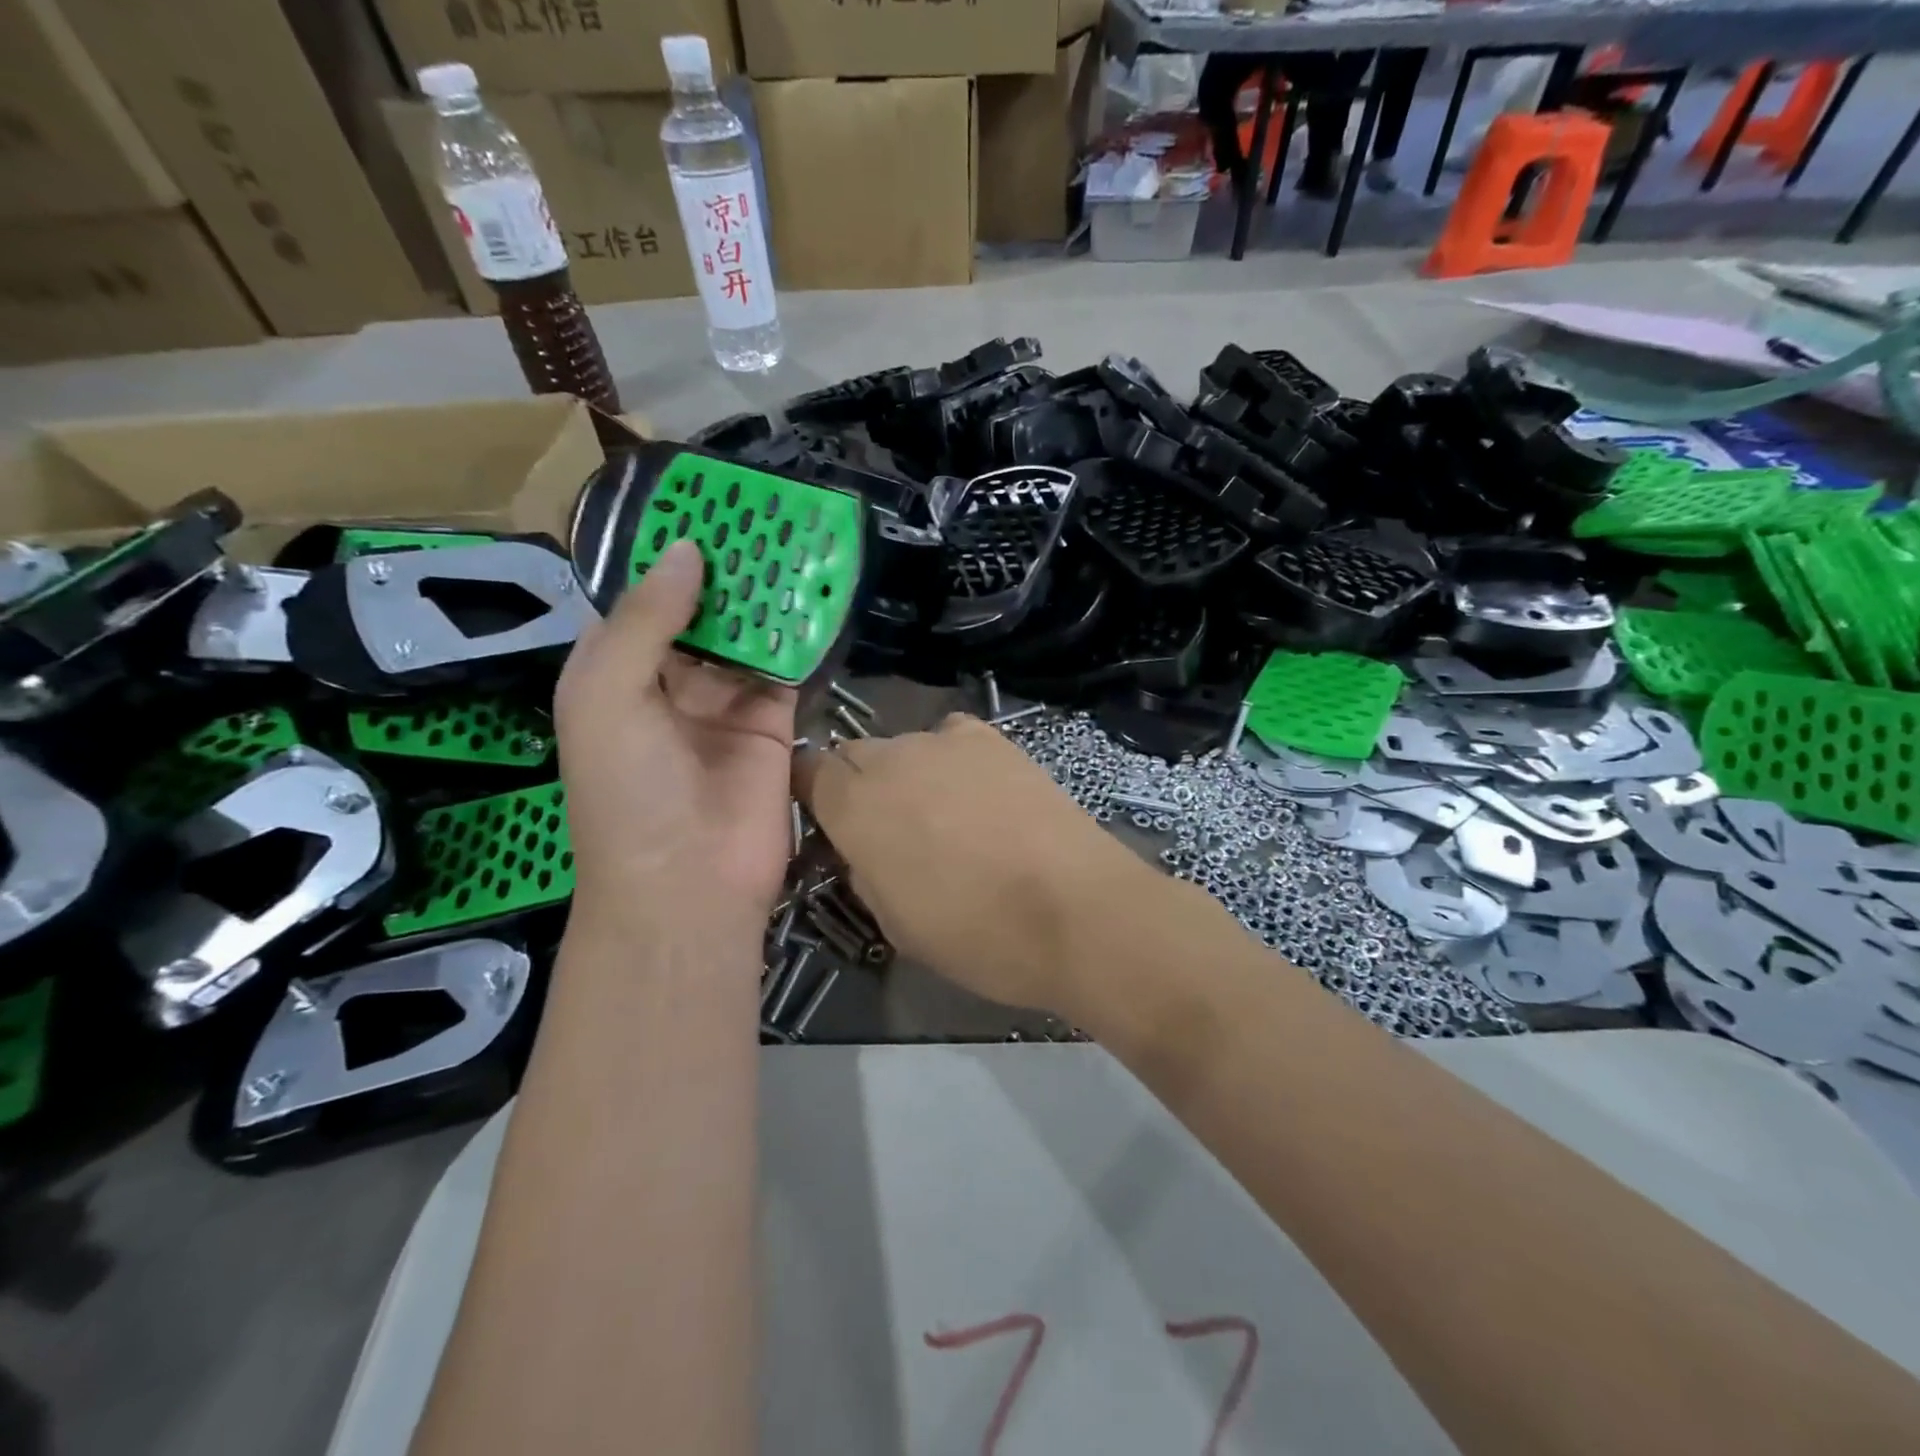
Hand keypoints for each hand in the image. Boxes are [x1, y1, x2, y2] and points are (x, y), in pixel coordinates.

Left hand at [555, 539, 796, 938]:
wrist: (688, 883)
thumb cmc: (627, 791)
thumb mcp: (608, 696)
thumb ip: (648, 621)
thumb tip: (689, 551)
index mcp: (616, 673)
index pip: (639, 598)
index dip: (664, 553)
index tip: (698, 504)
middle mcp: (670, 682)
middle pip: (700, 610)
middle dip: (724, 567)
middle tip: (758, 512)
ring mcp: (725, 702)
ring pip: (747, 633)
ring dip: (765, 593)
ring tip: (792, 537)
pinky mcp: (774, 721)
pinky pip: (787, 667)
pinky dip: (800, 633)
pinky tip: (817, 590)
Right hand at [796, 714, 1161, 1013]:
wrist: (1076, 910)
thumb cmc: (976, 934)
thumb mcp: (894, 923)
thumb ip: (864, 870)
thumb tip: (865, 847)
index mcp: (854, 805)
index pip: (806, 772)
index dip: (814, 796)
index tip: (831, 823)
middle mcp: (892, 758)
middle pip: (854, 754)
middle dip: (859, 785)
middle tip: (888, 829)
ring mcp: (946, 740)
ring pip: (905, 746)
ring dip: (908, 774)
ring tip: (944, 814)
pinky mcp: (994, 739)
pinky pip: (952, 737)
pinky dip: (952, 759)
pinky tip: (978, 792)